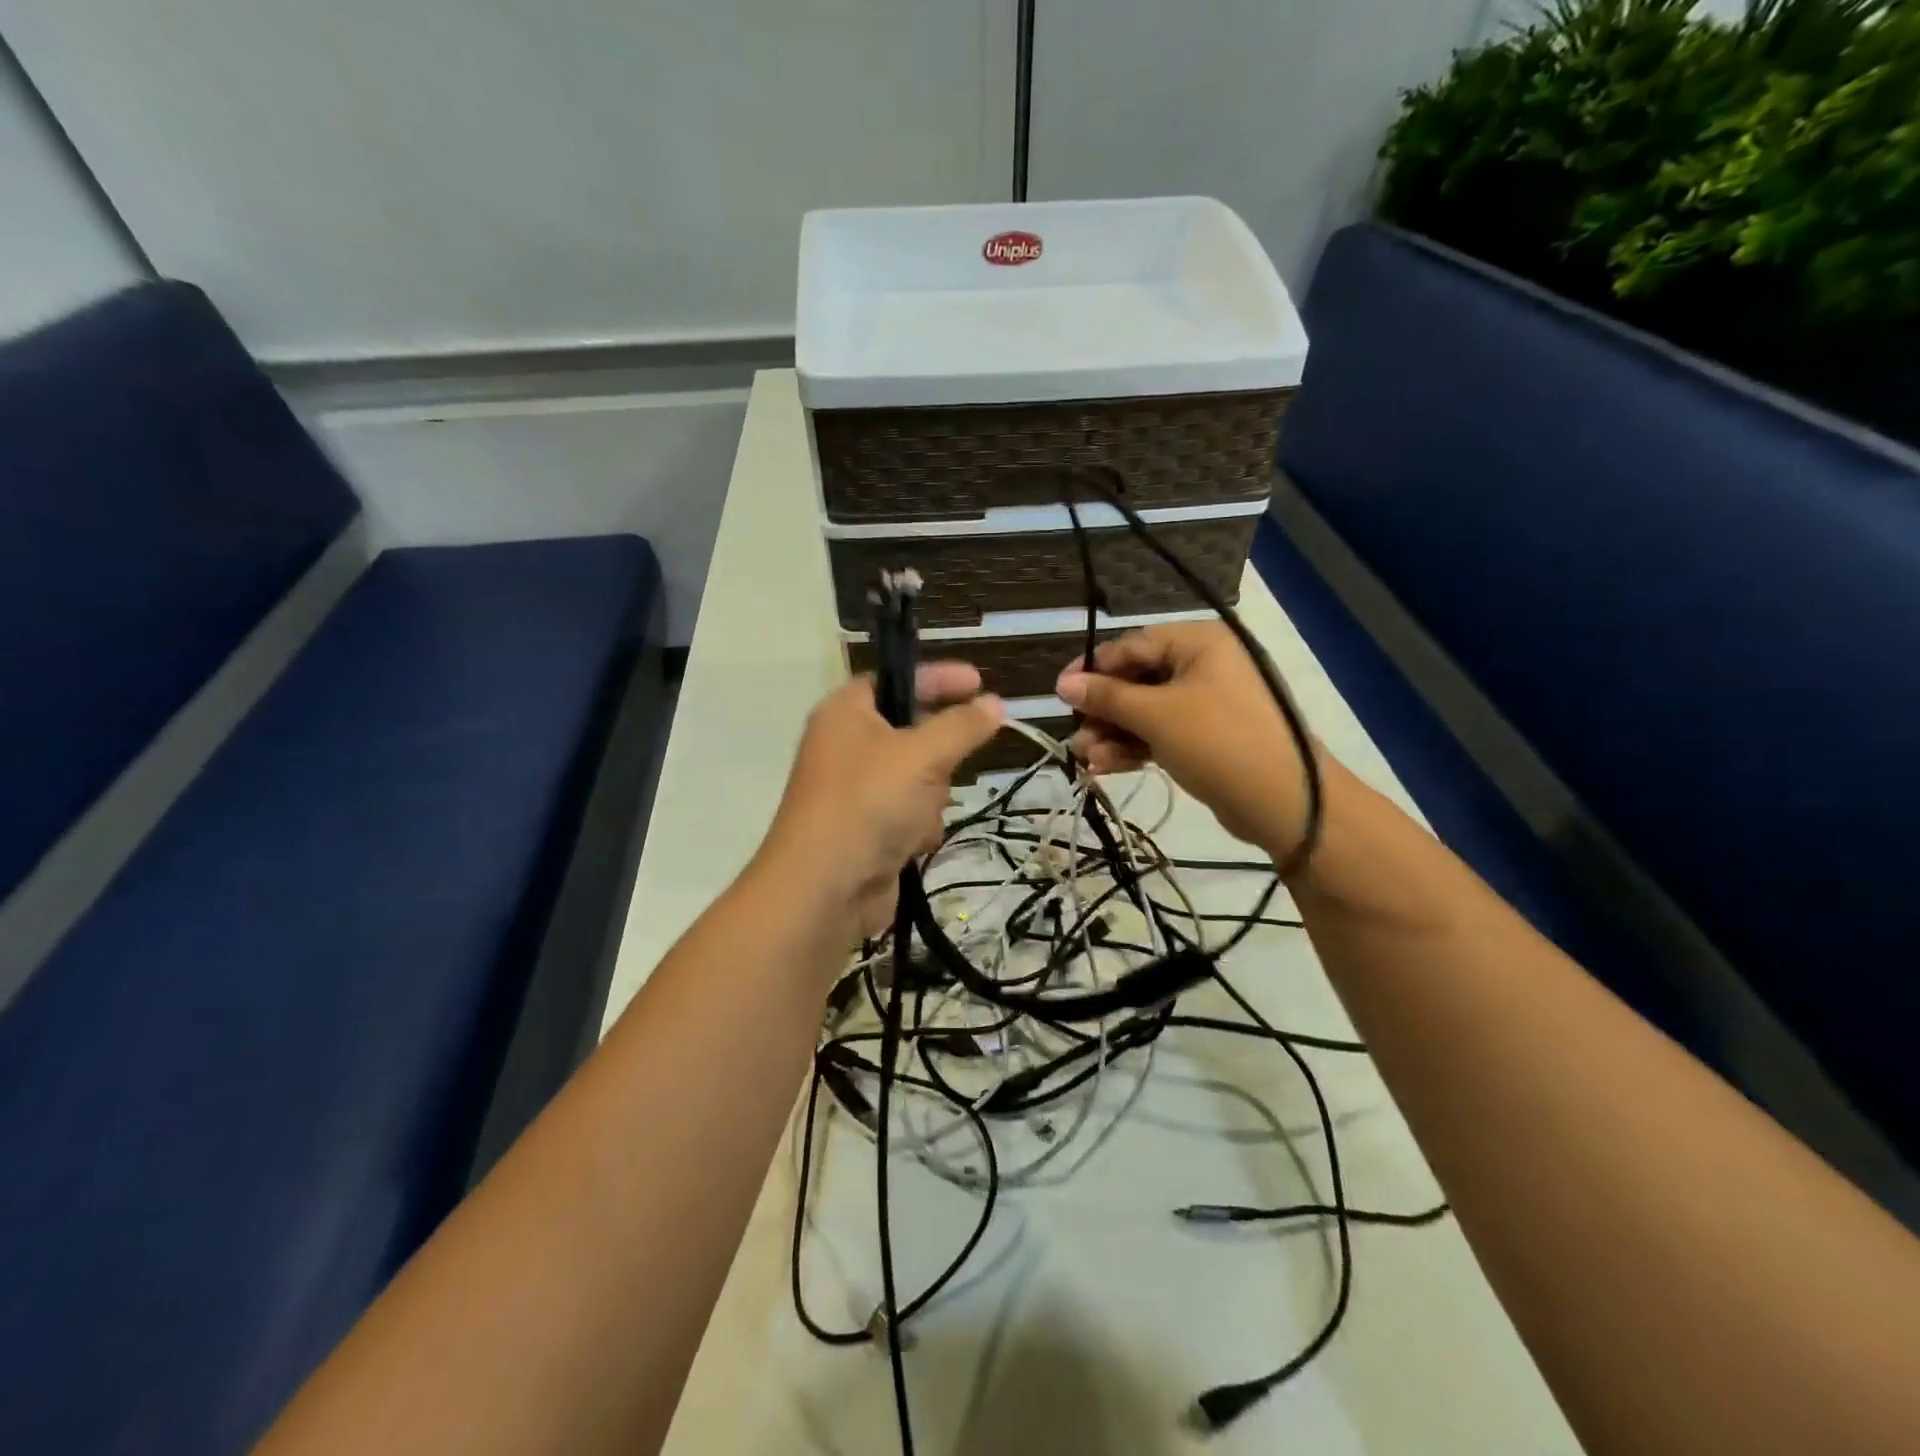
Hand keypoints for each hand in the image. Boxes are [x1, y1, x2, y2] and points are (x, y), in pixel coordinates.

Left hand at [758, 664, 1003, 936]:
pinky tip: (912, 843)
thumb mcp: (923, 755)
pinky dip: (918, 825)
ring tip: (919, 815)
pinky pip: (910, 812)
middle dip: (938, 756)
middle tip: (946, 768)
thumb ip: (962, 726)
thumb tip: (994, 704)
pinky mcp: (866, 828)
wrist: (824, 889)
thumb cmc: (869, 804)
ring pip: (919, 776)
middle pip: (913, 732)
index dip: (939, 677)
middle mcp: (846, 745)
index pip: (898, 678)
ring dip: (931, 797)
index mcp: (846, 712)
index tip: (980, 682)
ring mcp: (855, 790)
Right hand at [1056, 622, 1314, 860]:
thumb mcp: (1156, 715)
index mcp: (1198, 643)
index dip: (1093, 670)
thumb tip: (1062, 683)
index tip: (1060, 694)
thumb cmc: (1218, 742)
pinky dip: (1134, 748)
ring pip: (1145, 712)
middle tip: (1075, 736)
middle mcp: (1203, 665)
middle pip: (1136, 681)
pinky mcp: (1206, 738)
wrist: (1285, 803)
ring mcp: (1206, 704)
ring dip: (1113, 734)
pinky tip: (1105, 768)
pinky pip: (1160, 734)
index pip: (1132, 646)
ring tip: (1086, 758)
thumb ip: (1107, 697)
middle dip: (1102, 711)